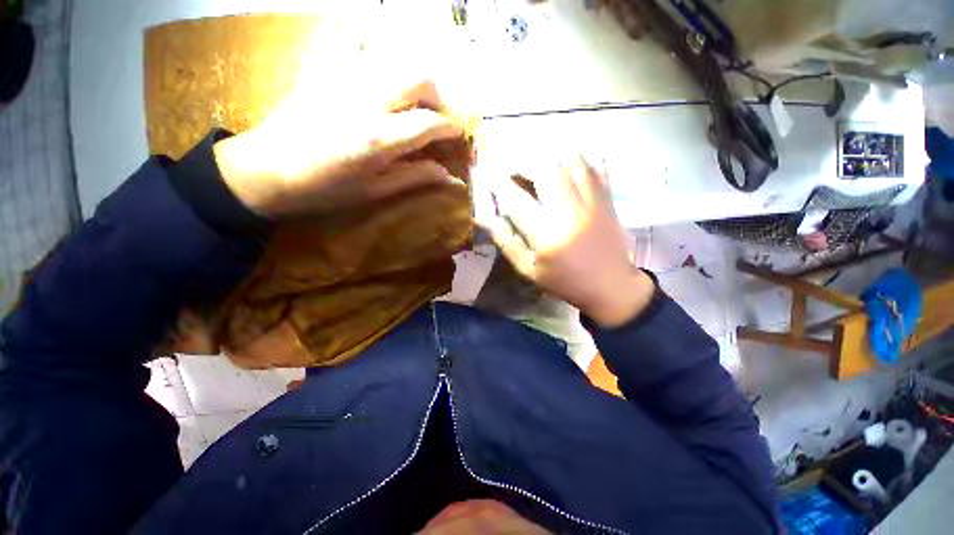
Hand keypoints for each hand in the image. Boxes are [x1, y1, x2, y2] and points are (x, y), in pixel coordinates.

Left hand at [213, 76, 466, 216]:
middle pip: (419, 79)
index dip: (450, 128)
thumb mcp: (376, 191)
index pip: (429, 123)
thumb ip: (416, 178)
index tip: (458, 135)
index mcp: (380, 138)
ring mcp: (345, 78)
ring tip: (411, 104)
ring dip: (413, 81)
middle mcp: (368, 100)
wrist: (267, 168)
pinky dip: (380, 56)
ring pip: (396, 61)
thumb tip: (451, 178)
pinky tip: (380, 78)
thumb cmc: (326, 188)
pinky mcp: (327, 68)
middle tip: (435, 118)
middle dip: (437, 97)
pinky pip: (360, 46)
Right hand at [475, 157, 653, 327]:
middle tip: (514, 169)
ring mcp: (592, 202)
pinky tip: (567, 164)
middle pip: (545, 171)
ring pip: (571, 161)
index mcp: (547, 235)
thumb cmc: (564, 280)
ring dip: (550, 157)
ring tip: (539, 165)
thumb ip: (507, 242)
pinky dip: (579, 159)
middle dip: (524, 163)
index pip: (517, 200)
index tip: (491, 178)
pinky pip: (595, 167)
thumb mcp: (529, 269)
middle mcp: (569, 212)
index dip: (500, 185)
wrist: (610, 285)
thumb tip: (486, 218)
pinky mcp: (607, 199)